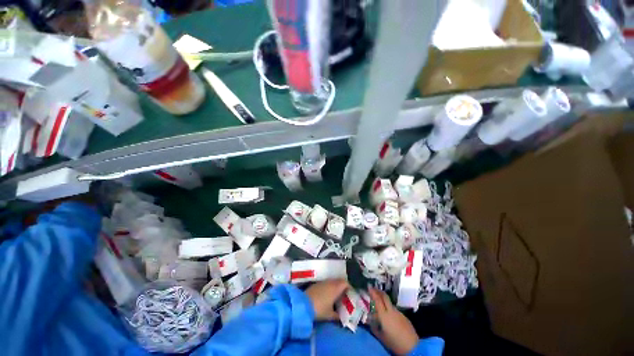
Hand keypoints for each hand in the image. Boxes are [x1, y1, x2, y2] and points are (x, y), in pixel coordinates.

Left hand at [305, 279, 348, 320]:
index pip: (345, 283)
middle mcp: (330, 282)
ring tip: (337, 295)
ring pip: (333, 281)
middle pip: (339, 281)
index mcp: (336, 288)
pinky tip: (328, 294)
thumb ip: (338, 316)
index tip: (351, 293)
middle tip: (345, 295)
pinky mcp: (317, 283)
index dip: (349, 287)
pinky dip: (330, 287)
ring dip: (336, 286)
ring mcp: (323, 282)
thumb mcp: (330, 315)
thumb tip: (343, 318)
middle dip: (343, 286)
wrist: (303, 304)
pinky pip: (327, 283)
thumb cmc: (319, 309)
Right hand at [368, 288, 418, 354]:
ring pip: (390, 303)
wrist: (413, 348)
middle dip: (379, 291)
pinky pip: (394, 309)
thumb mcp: (381, 337)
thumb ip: (374, 328)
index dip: (373, 292)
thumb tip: (369, 321)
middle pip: (385, 297)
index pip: (377, 300)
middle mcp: (391, 311)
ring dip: (384, 300)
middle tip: (373, 288)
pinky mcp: (404, 317)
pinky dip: (389, 308)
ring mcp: (399, 313)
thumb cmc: (395, 343)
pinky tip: (388, 315)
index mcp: (384, 315)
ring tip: (379, 303)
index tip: (369, 287)